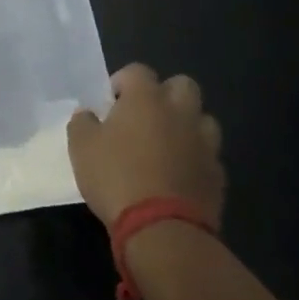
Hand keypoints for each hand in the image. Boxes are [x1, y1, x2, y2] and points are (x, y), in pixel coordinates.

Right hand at [67, 65, 224, 229]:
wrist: (162, 228)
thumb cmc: (116, 177)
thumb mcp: (81, 148)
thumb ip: (82, 123)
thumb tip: (87, 114)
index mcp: (146, 99)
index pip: (138, 71)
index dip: (123, 82)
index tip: (110, 103)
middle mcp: (180, 112)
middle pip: (182, 85)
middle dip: (165, 94)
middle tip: (144, 116)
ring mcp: (205, 143)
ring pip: (202, 119)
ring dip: (186, 125)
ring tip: (166, 145)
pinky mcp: (217, 174)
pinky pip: (208, 155)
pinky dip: (195, 158)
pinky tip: (178, 175)